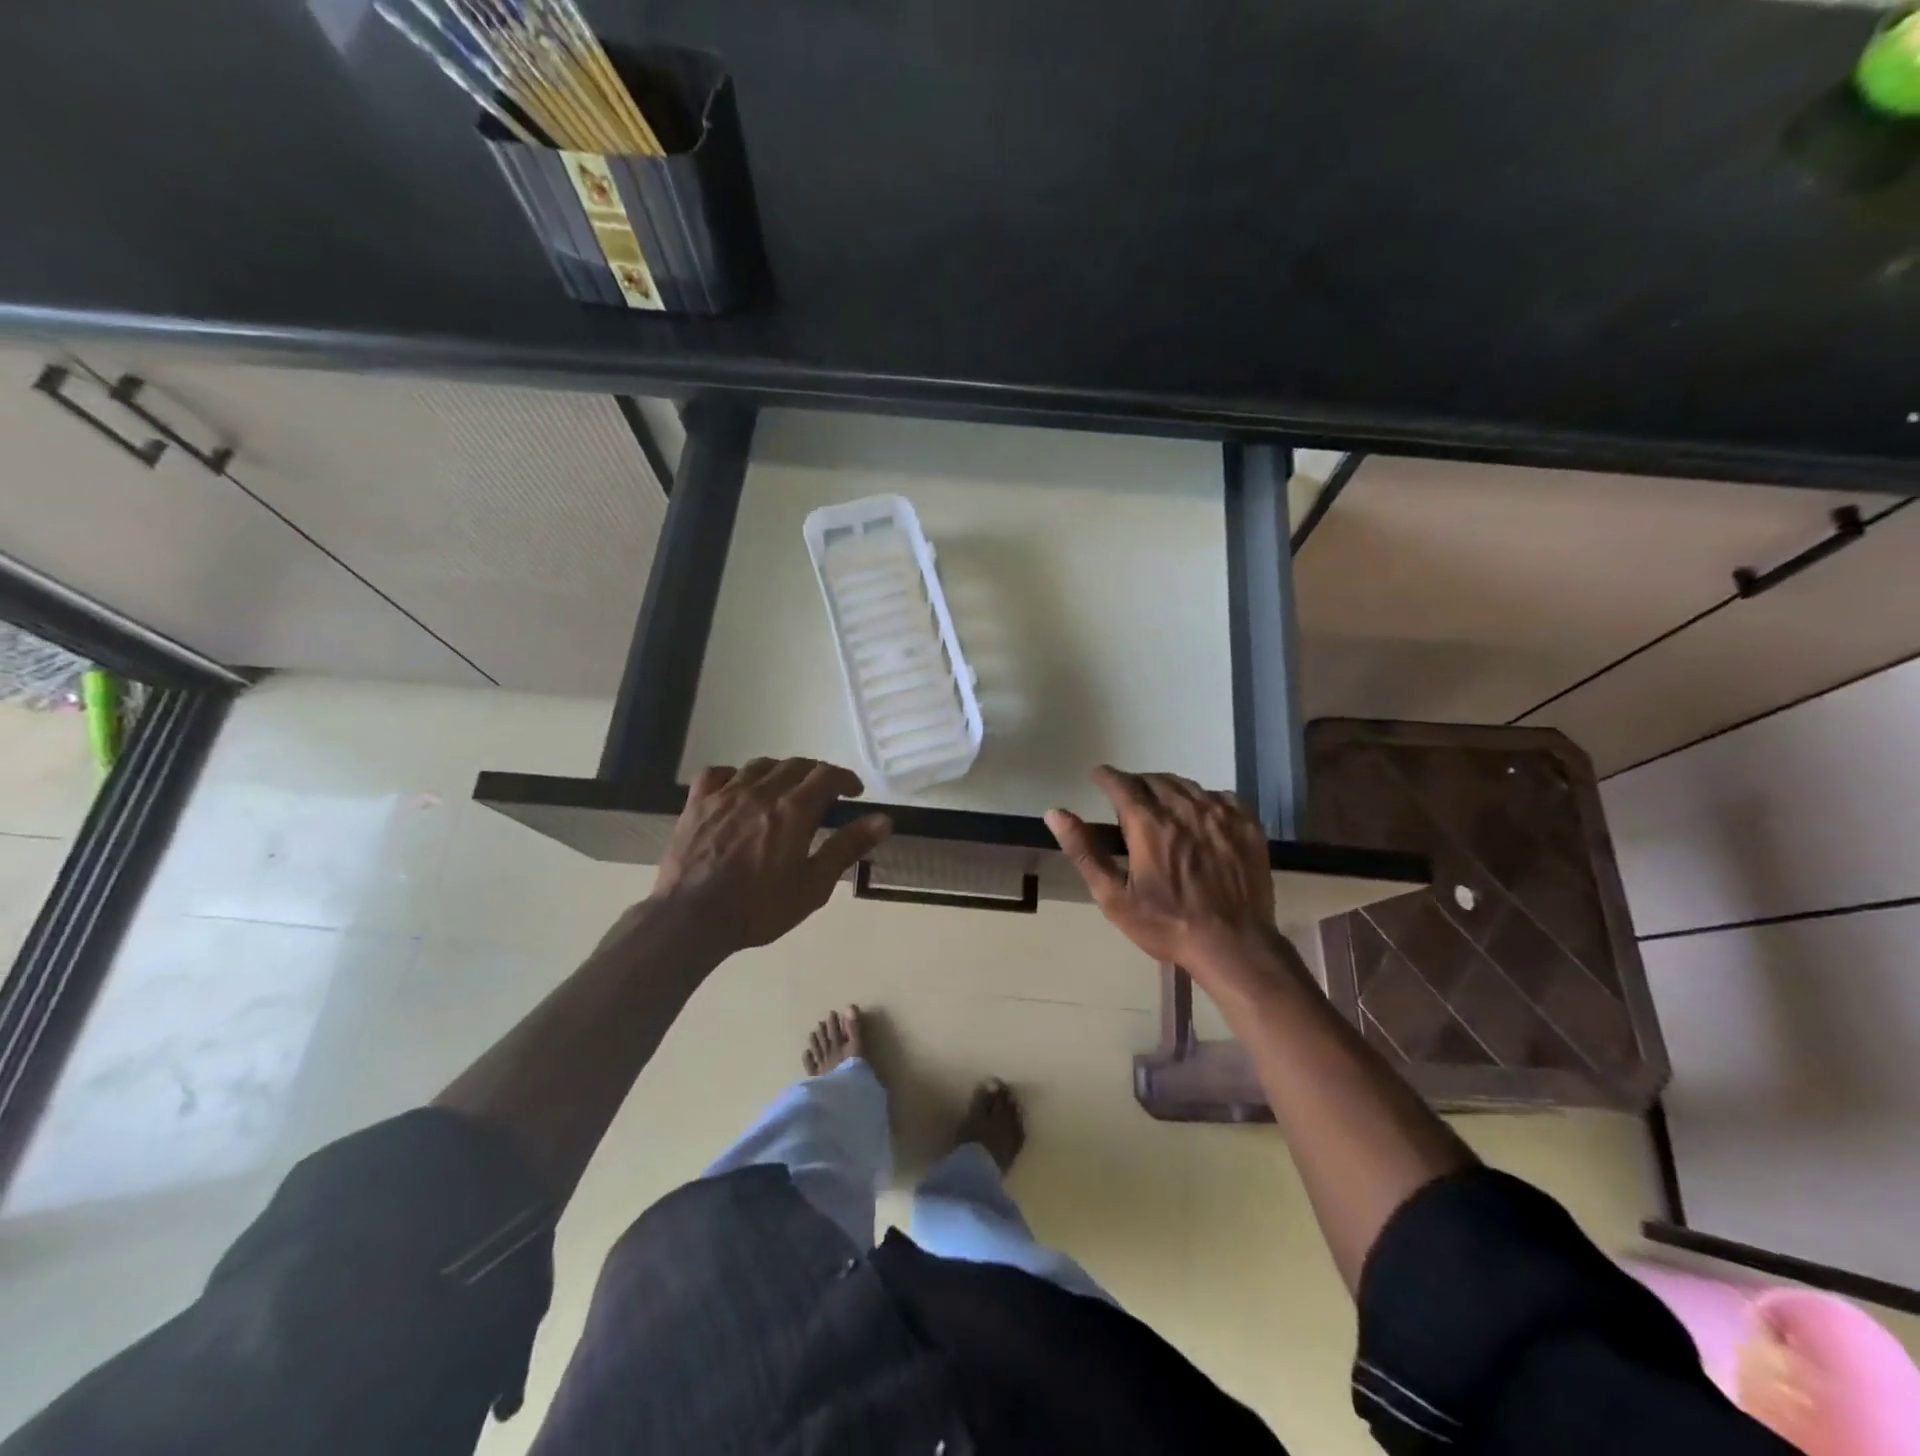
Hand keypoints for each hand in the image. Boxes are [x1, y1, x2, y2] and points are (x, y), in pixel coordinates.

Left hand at [647, 758, 891, 956]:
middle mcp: (761, 791)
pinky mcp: (697, 804)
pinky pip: (717, 774)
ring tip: (785, 790)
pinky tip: (737, 789)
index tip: (854, 792)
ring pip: (760, 765)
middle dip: (816, 774)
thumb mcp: (813, 885)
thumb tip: (883, 820)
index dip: (845, 778)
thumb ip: (847, 847)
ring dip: (780, 772)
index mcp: (794, 810)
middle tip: (824, 794)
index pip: (827, 775)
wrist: (690, 919)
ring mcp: (725, 794)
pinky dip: (734, 775)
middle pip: (796, 765)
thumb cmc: (759, 908)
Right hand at [1045, 766, 1281, 977]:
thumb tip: (1055, 813)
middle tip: (1128, 799)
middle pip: (1154, 779)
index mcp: (1148, 824)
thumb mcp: (1114, 897)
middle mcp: (1184, 808)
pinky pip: (1219, 797)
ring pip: (1187, 784)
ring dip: (1167, 788)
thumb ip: (1084, 851)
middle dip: (1136, 783)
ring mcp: (1219, 814)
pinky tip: (1199, 816)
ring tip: (1161, 804)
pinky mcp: (1246, 825)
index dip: (1106, 776)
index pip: (1121, 782)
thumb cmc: (1166, 924)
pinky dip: (1202, 799)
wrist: (1233, 945)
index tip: (1098, 777)